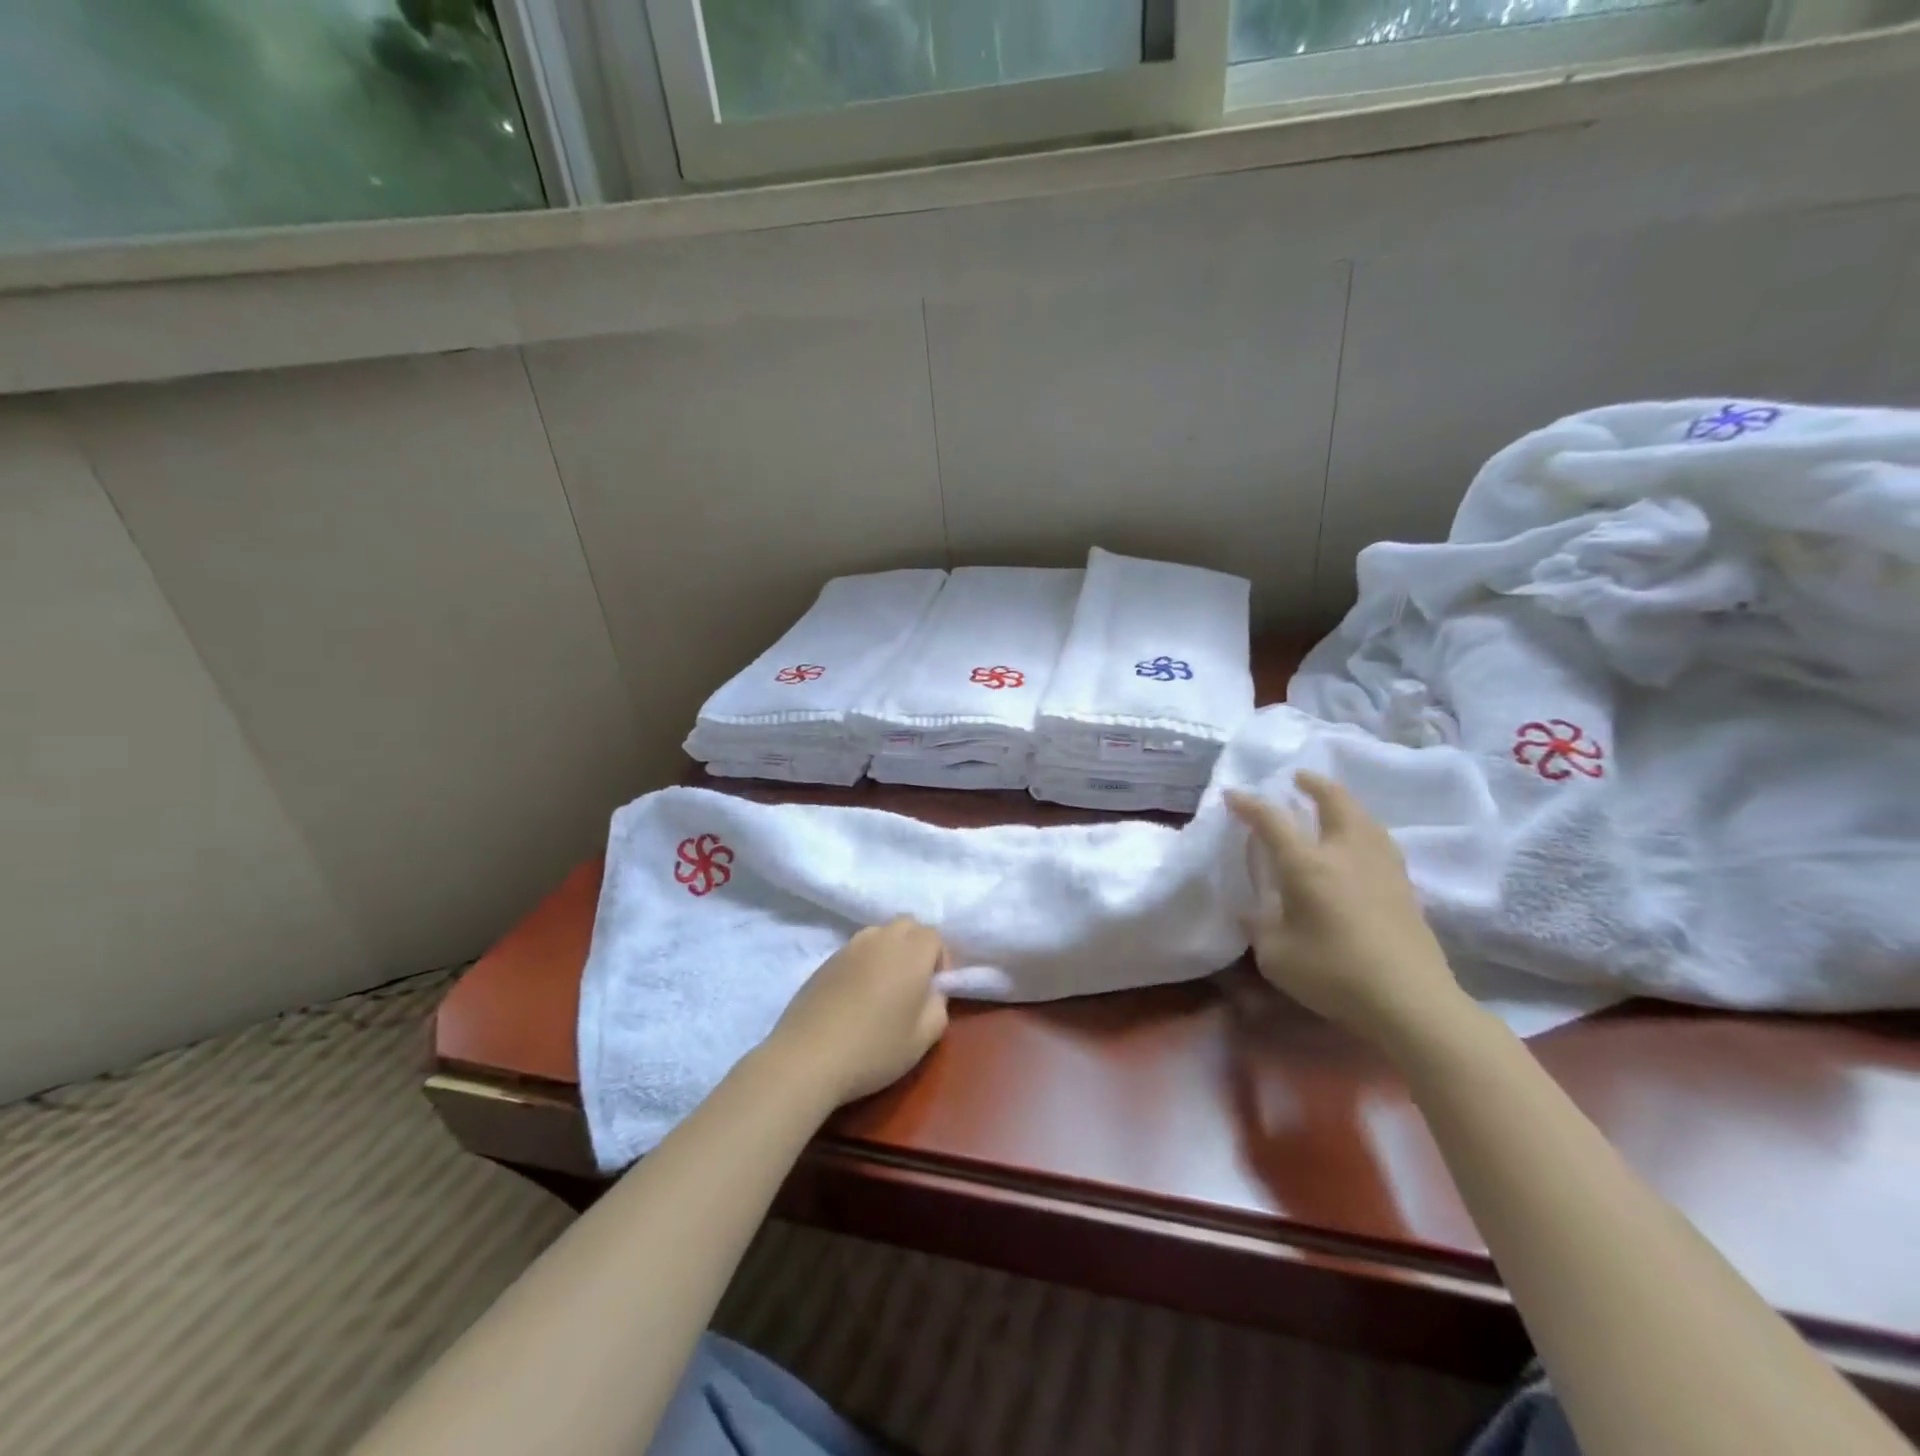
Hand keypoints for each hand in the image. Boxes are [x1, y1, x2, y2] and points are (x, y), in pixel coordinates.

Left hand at [765, 917, 949, 1106]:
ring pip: (879, 933)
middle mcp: (880, 939)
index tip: (934, 989)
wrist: (808, 1058)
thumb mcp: (924, 1038)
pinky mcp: (825, 961)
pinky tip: (855, 996)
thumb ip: (938, 1006)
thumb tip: (932, 991)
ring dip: (889, 950)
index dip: (940, 959)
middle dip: (916, 946)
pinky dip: (864, 962)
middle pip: (907, 924)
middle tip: (913, 983)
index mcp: (910, 953)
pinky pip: (855, 950)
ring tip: (883, 987)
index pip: (934, 935)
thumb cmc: (874, 1049)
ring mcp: (849, 947)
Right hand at [1227, 773, 1467, 1050]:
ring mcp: (1381, 867)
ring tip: (1332, 803)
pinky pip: (1380, 840)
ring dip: (1344, 802)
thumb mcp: (1276, 956)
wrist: (1410, 1002)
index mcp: (1307, 865)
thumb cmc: (1334, 975)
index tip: (1233, 795)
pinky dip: (1364, 827)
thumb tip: (1253, 911)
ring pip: (1364, 817)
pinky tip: (1360, 841)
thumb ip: (1260, 927)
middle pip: (1334, 801)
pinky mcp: (1404, 886)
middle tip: (1300, 778)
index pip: (1273, 821)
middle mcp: (1345, 853)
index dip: (1250, 805)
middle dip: (1315, 784)